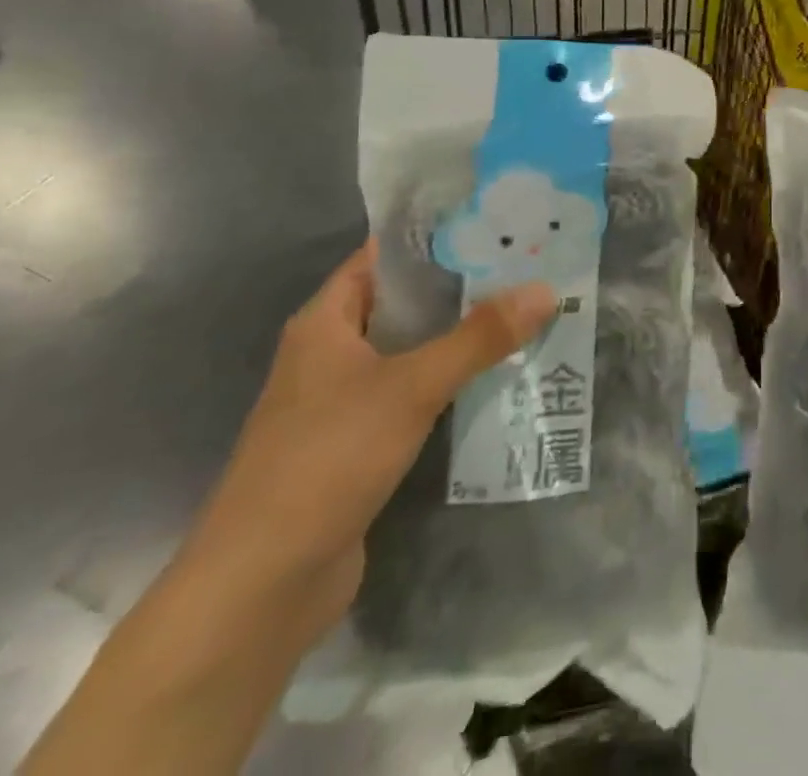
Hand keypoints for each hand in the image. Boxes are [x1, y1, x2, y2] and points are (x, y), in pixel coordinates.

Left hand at [179, 242, 554, 647]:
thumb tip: (546, 288)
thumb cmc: (326, 460)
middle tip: (528, 264)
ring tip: (527, 310)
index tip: (496, 220)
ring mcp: (345, 400)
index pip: (385, 256)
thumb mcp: (410, 387)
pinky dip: (452, 380)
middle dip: (464, 285)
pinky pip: (415, 392)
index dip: (437, 235)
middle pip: (406, 301)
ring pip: (413, 349)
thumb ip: (479, 337)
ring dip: (462, 335)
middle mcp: (332, 352)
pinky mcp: (361, 441)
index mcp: (326, 321)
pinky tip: (499, 375)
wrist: (261, 587)